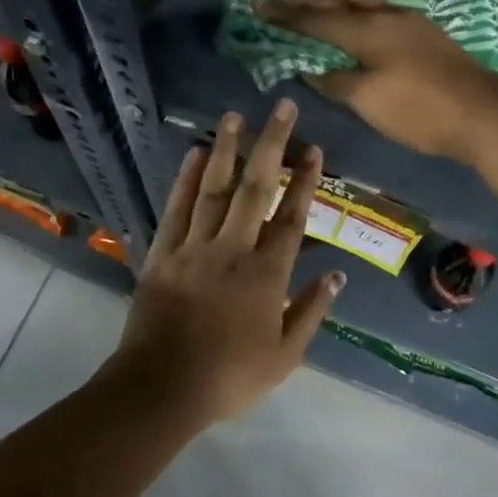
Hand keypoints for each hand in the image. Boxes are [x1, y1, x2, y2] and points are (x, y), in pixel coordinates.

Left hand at [111, 100, 343, 425]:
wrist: (161, 389)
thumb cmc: (229, 377)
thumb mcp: (285, 356)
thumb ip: (311, 311)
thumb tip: (336, 275)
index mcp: (266, 275)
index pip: (292, 218)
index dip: (305, 181)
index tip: (313, 149)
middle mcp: (232, 250)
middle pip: (256, 189)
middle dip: (271, 145)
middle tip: (281, 107)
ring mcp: (194, 248)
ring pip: (213, 190)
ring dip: (227, 150)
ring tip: (235, 116)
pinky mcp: (162, 254)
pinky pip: (176, 209)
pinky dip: (185, 180)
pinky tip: (195, 154)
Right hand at [256, 0, 497, 161]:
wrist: (482, 113)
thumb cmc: (420, 109)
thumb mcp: (370, 101)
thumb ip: (338, 83)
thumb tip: (312, 71)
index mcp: (367, 34)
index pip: (316, 22)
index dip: (285, 15)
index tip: (258, 4)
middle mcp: (385, 19)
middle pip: (338, 6)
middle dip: (306, 0)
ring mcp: (410, 24)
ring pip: (365, 3)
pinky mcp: (427, 35)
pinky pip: (385, 9)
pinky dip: (368, 4)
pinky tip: (371, 6)